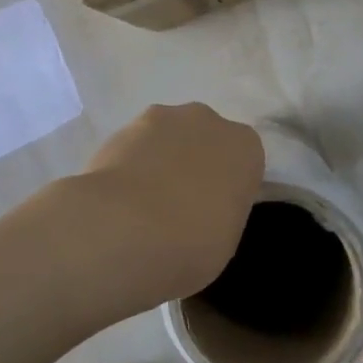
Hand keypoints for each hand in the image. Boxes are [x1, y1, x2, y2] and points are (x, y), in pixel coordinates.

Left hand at [67, 104, 264, 312]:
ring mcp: (161, 118)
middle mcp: (207, 121)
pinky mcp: (121, 127)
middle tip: (179, 203)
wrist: (126, 228)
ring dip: (159, 159)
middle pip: (204, 138)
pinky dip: (128, 164)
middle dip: (193, 162)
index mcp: (245, 147)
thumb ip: (221, 211)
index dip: (227, 184)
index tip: (214, 210)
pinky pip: (133, 146)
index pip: (242, 160)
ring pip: (166, 137)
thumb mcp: (225, 239)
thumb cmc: (192, 243)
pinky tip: (117, 196)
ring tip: (141, 202)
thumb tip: (203, 210)